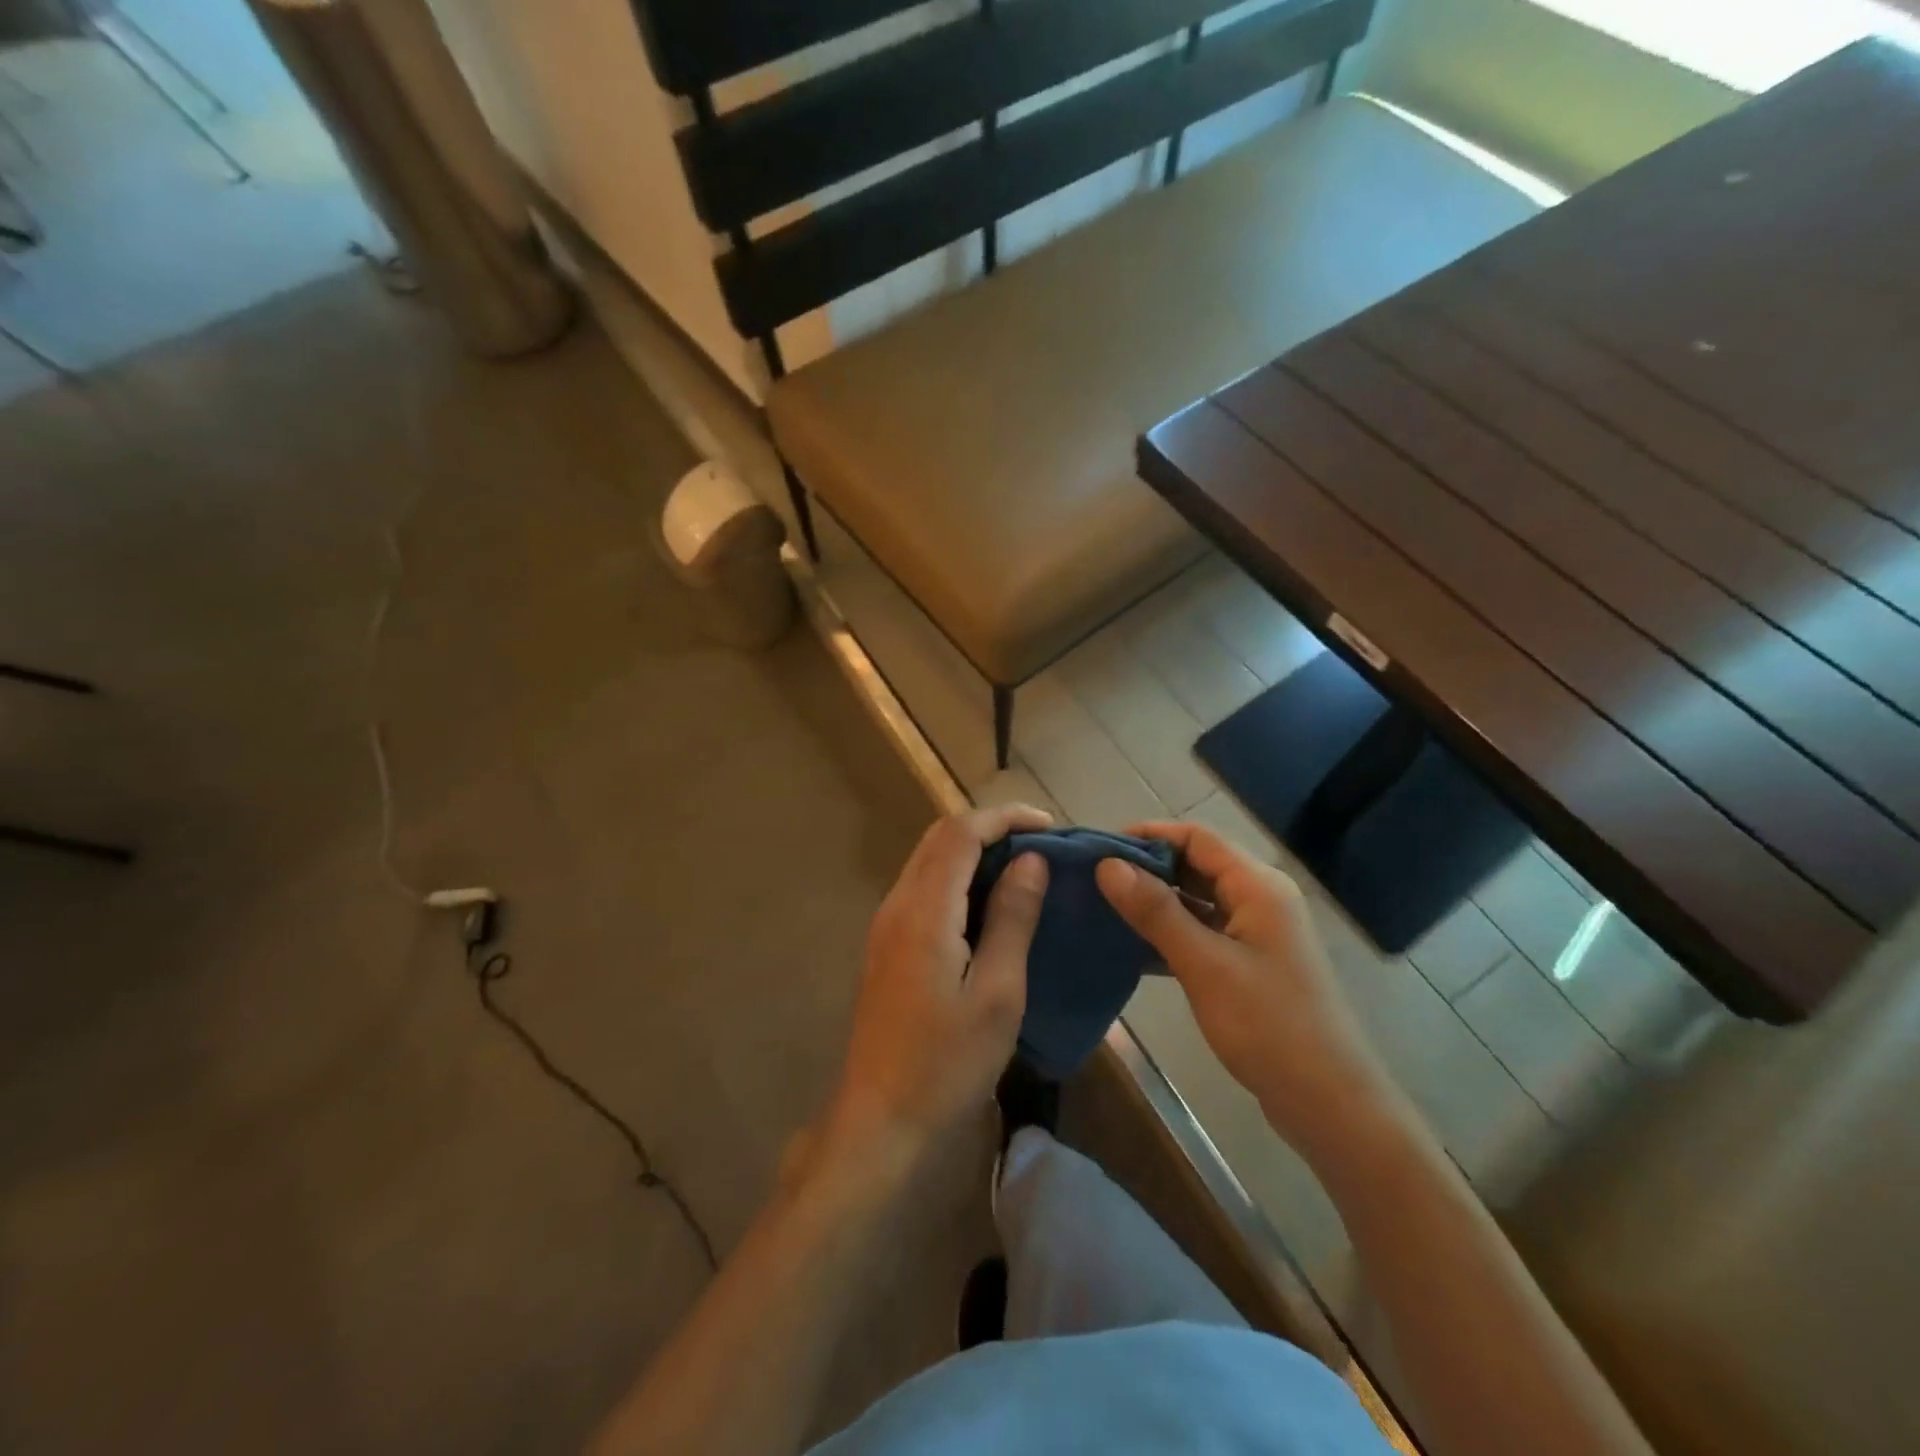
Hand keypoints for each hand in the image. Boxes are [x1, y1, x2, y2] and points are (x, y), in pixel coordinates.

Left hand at [821, 804, 1051, 1173]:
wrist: (879, 1119)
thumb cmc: (946, 1063)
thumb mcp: (997, 993)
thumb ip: (1012, 918)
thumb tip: (1031, 860)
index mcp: (924, 911)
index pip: (960, 832)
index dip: (1005, 818)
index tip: (1050, 827)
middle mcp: (897, 904)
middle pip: (939, 837)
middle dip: (990, 828)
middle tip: (1040, 844)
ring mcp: (886, 924)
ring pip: (929, 860)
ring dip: (973, 850)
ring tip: (1023, 868)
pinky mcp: (886, 945)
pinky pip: (923, 887)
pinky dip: (958, 877)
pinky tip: (989, 903)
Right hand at [1096, 822, 1394, 1153]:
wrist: (1328, 1104)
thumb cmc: (1269, 1025)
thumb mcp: (1204, 964)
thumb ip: (1155, 911)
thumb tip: (1107, 865)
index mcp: (1257, 886)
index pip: (1196, 838)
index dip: (1148, 835)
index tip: (1100, 849)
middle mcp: (1258, 898)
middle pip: (1196, 864)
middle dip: (1146, 868)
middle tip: (1094, 880)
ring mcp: (1255, 933)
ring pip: (1196, 900)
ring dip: (1155, 902)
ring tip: (1104, 908)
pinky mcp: (1248, 963)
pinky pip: (1201, 931)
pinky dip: (1169, 933)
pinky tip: (1131, 947)